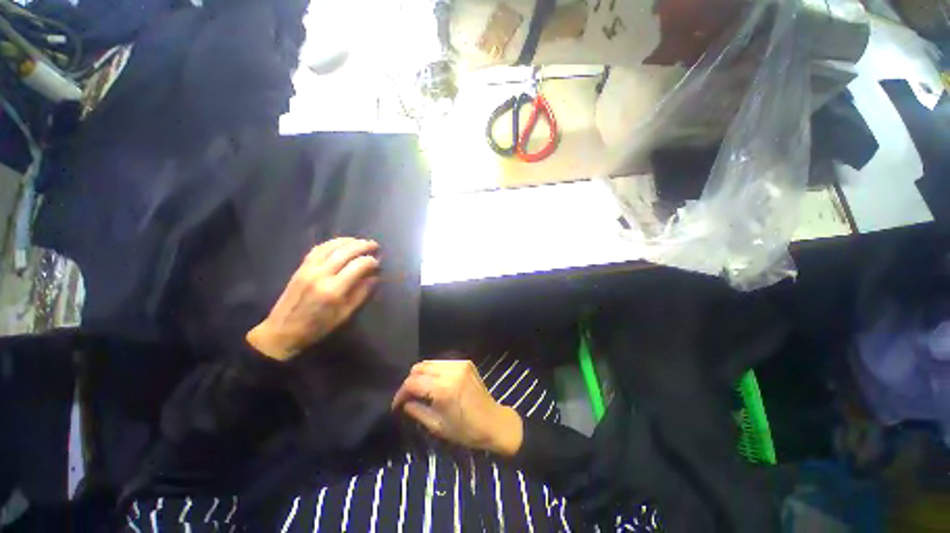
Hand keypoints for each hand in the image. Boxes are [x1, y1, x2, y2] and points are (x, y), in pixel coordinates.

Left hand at [247, 238, 379, 360]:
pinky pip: (318, 249)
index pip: (358, 266)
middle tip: (375, 245)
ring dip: (348, 241)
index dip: (371, 261)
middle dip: (363, 246)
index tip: (378, 263)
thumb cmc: (317, 327)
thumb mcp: (345, 314)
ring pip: (331, 246)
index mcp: (334, 290)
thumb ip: (361, 293)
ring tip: (360, 242)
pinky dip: (332, 243)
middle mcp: (321, 275)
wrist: (282, 331)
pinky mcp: (300, 268)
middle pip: (345, 252)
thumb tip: (374, 277)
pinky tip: (341, 244)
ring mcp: (308, 269)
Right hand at [391, 360, 522, 456]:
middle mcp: (451, 371)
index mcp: (443, 389)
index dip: (401, 393)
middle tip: (409, 397)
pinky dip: (434, 371)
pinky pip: (443, 362)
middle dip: (410, 381)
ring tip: (421, 389)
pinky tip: (436, 383)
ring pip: (430, 362)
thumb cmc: (466, 430)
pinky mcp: (466, 362)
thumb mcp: (437, 426)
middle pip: (419, 367)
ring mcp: (460, 364)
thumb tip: (405, 402)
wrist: (493, 421)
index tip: (397, 404)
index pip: (413, 382)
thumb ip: (417, 411)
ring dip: (422, 374)